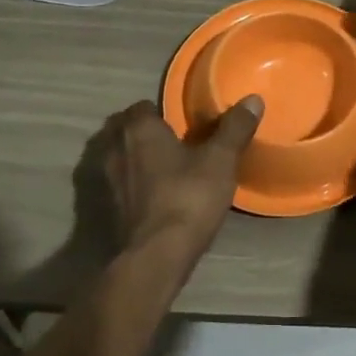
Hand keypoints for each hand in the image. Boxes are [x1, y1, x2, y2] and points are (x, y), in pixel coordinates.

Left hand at [97, 97, 264, 262]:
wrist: (154, 257)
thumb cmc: (187, 198)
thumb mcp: (220, 161)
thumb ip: (234, 129)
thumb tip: (253, 99)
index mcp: (139, 128)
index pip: (142, 107)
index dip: (161, 113)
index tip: (182, 125)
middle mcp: (113, 147)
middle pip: (125, 130)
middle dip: (144, 135)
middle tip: (173, 146)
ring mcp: (103, 180)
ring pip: (118, 158)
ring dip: (133, 161)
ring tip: (162, 172)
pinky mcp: (102, 209)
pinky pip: (117, 186)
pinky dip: (129, 187)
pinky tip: (151, 199)